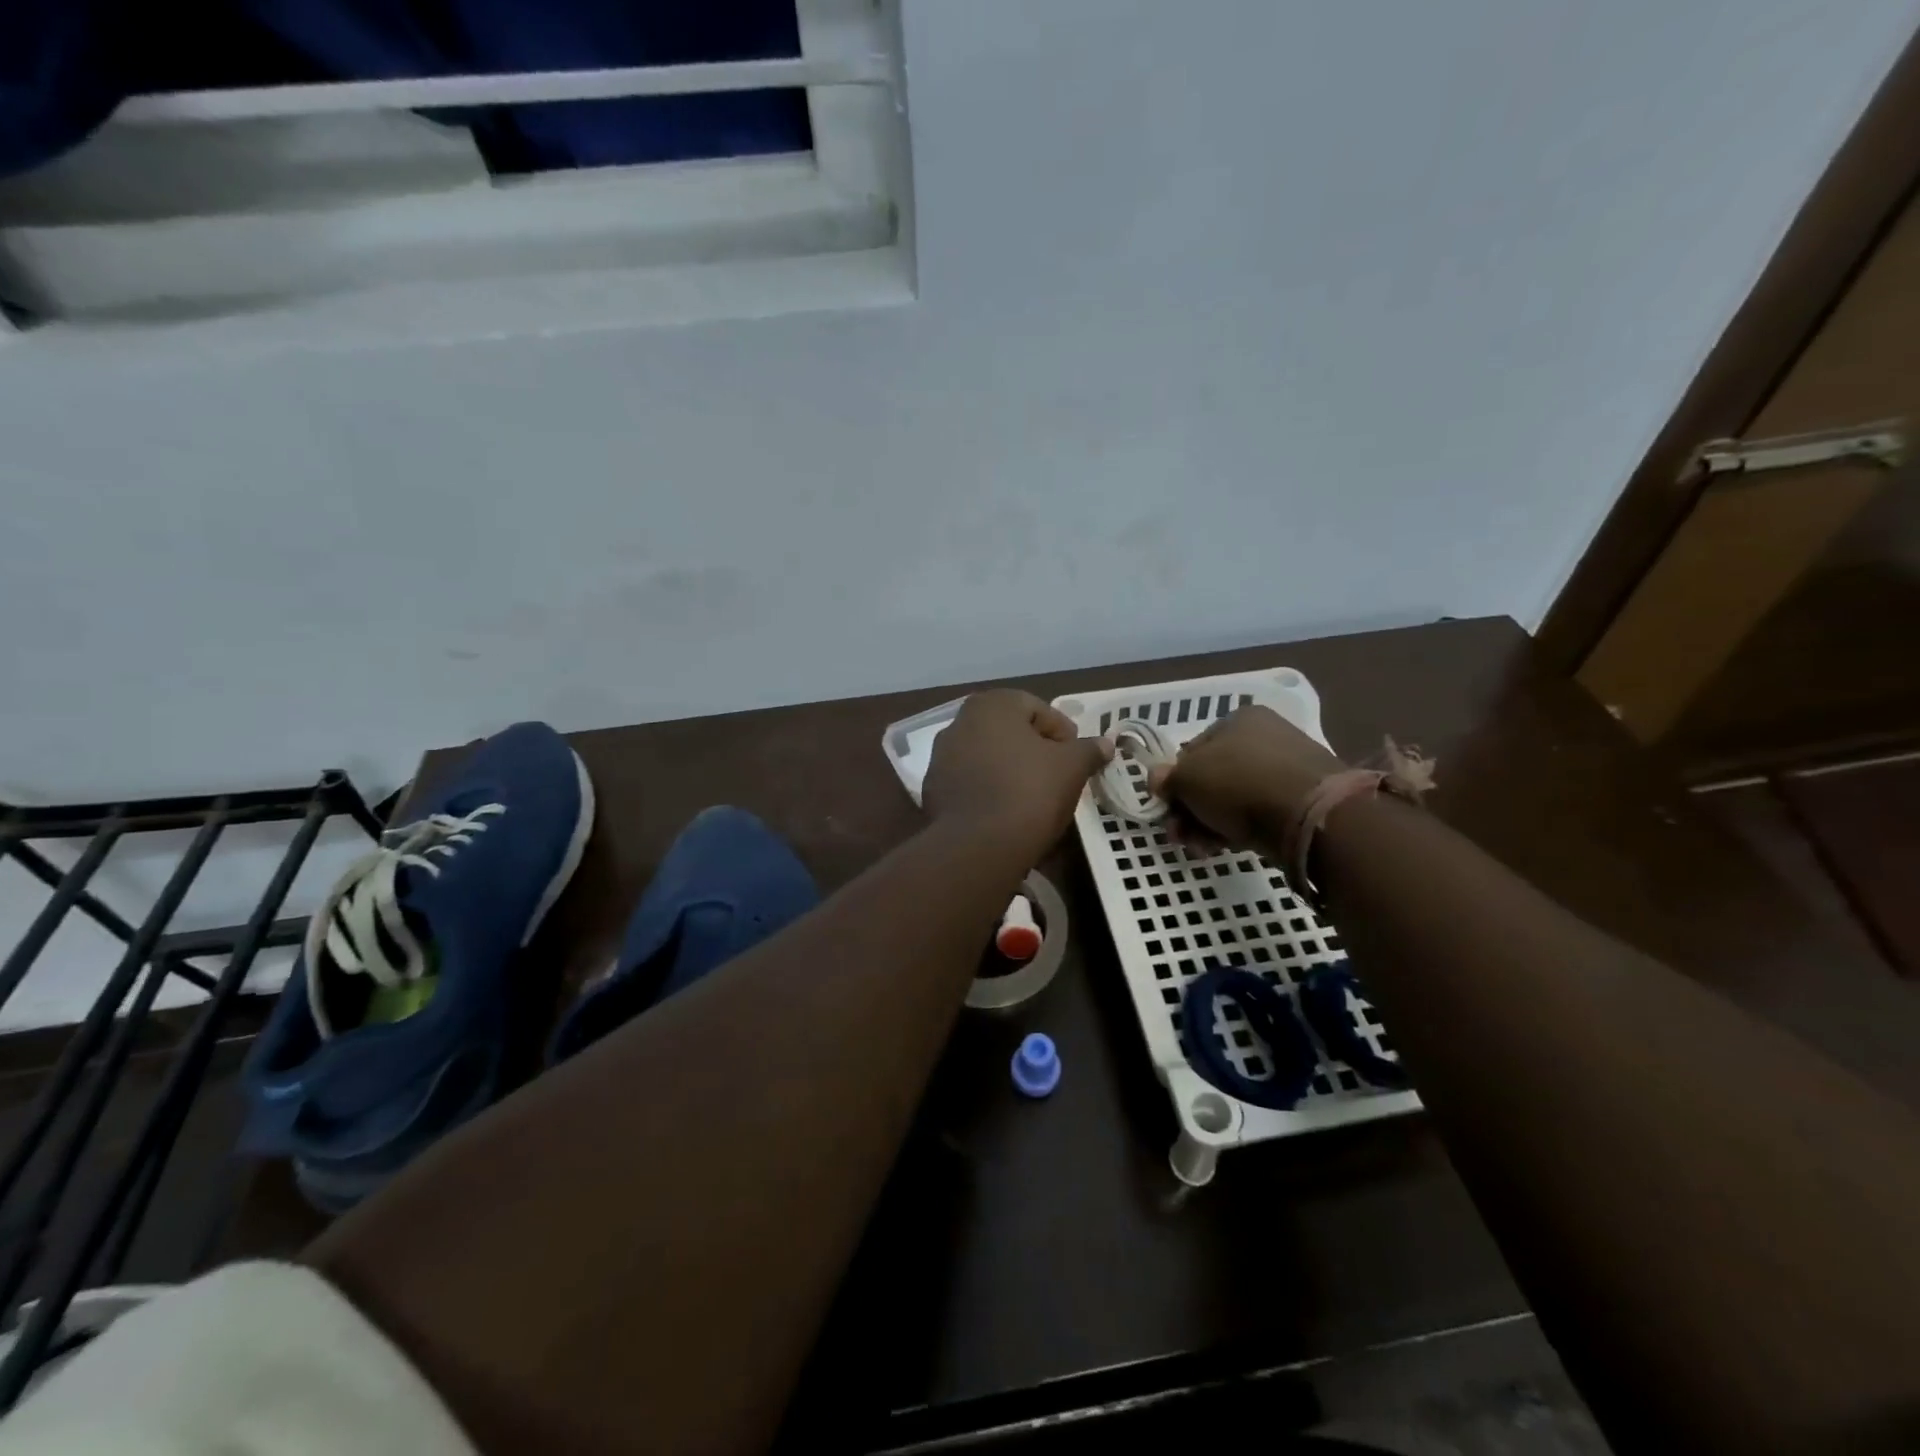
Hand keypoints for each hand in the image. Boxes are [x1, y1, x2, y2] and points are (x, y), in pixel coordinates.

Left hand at [923, 690, 1112, 849]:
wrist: (978, 846)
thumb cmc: (1030, 791)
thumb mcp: (1072, 767)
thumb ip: (1089, 749)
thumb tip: (1105, 743)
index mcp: (991, 705)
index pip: (1038, 708)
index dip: (1063, 733)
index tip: (1077, 759)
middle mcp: (959, 722)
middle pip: (1010, 732)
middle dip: (1035, 750)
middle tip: (1058, 776)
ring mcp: (941, 757)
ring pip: (989, 757)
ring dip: (1011, 770)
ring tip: (1034, 797)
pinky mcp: (933, 790)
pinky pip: (971, 783)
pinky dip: (990, 791)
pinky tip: (1007, 813)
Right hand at [1147, 705, 1342, 852]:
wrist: (1309, 816)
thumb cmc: (1238, 783)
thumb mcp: (1187, 778)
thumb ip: (1167, 779)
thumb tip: (1158, 779)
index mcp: (1238, 719)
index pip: (1193, 750)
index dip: (1175, 782)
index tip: (1167, 809)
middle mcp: (1265, 736)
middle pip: (1213, 777)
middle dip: (1191, 809)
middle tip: (1181, 836)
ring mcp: (1288, 767)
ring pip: (1234, 798)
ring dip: (1210, 823)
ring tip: (1203, 848)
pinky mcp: (1304, 798)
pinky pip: (1261, 812)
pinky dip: (1240, 828)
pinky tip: (1229, 846)